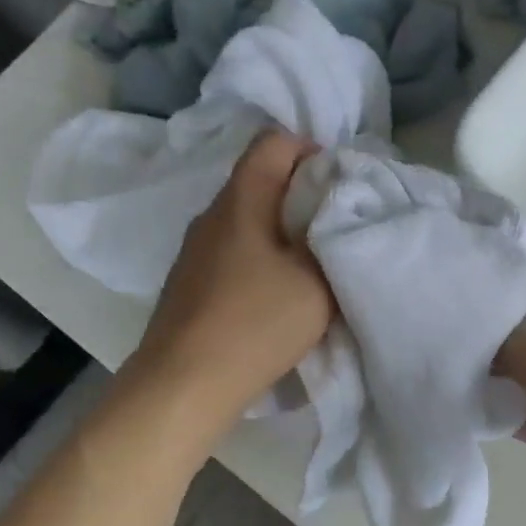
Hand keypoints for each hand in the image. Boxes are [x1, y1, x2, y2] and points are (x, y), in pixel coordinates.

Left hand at [134, 131, 332, 433]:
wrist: (185, 383)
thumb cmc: (256, 323)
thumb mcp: (316, 282)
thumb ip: (332, 242)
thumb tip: (332, 216)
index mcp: (241, 201)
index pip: (274, 142)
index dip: (312, 152)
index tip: (341, 187)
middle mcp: (211, 215)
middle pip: (260, 181)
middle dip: (302, 196)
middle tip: (336, 229)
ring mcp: (195, 251)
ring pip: (247, 220)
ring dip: (281, 232)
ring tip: (312, 265)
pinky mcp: (189, 283)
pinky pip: (233, 251)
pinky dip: (261, 259)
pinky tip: (277, 295)